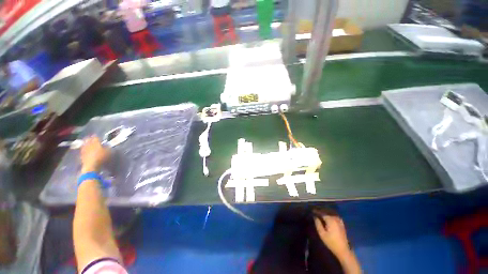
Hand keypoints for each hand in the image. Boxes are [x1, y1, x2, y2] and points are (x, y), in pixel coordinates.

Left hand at [80, 136, 108, 172]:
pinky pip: (82, 150)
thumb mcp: (109, 152)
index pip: (96, 138)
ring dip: (85, 143)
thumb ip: (108, 148)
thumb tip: (107, 145)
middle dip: (89, 138)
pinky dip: (83, 148)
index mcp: (96, 143)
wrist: (92, 165)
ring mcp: (85, 150)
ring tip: (86, 142)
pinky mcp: (82, 155)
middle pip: (88, 140)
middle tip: (90, 137)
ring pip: (84, 144)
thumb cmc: (102, 158)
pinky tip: (84, 149)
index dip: (96, 137)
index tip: (97, 136)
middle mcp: (89, 145)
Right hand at [314, 212, 350, 258]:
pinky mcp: (342, 225)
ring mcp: (340, 222)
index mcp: (330, 220)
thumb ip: (318, 224)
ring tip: (321, 215)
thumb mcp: (322, 234)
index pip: (322, 213)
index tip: (312, 211)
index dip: (317, 212)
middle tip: (316, 213)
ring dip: (326, 214)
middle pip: (327, 213)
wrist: (343, 250)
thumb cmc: (331, 242)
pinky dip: (331, 217)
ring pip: (331, 215)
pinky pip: (335, 217)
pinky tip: (329, 218)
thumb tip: (315, 217)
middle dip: (321, 213)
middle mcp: (335, 219)